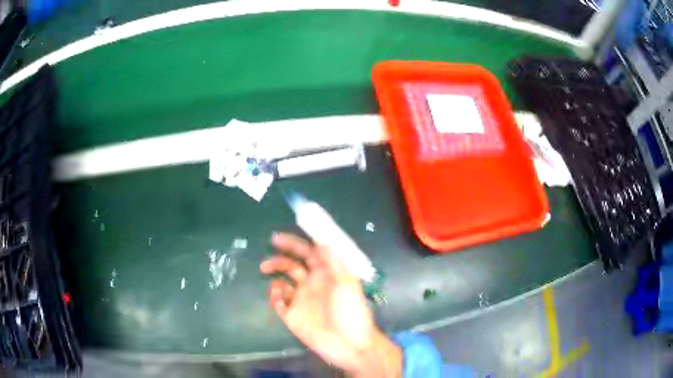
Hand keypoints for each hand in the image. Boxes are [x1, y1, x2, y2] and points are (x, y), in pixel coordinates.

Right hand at [260, 233, 401, 376]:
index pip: (309, 253)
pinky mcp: (293, 315)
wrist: (349, 344)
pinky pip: (278, 303)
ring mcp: (301, 300)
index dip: (296, 243)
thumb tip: (321, 240)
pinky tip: (276, 295)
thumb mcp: (347, 282)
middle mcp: (312, 284)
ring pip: (282, 282)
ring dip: (275, 273)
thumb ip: (333, 261)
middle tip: (270, 246)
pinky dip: (274, 296)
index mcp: (326, 275)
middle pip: (292, 265)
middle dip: (280, 256)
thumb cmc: (351, 311)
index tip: (280, 237)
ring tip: (265, 269)